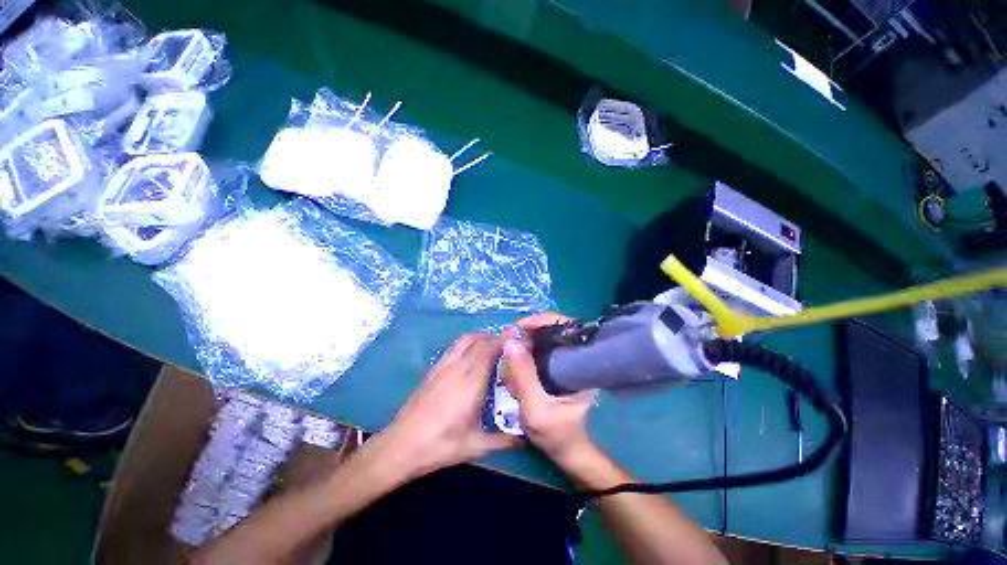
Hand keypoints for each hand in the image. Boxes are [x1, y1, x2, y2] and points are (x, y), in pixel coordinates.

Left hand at [373, 332, 522, 480]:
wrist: (400, 446)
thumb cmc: (439, 445)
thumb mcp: (475, 446)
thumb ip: (504, 440)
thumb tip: (526, 439)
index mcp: (470, 383)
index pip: (489, 350)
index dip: (503, 339)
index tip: (516, 333)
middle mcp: (457, 368)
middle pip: (478, 341)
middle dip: (495, 337)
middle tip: (509, 344)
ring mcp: (442, 367)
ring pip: (464, 340)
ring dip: (480, 337)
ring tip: (491, 345)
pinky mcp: (432, 370)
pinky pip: (454, 347)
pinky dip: (467, 344)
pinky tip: (470, 357)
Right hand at [500, 313, 596, 466]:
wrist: (566, 450)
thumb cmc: (557, 434)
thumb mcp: (536, 409)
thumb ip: (523, 376)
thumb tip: (510, 342)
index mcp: (581, 363)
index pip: (566, 326)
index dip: (542, 321)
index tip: (520, 327)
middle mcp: (575, 357)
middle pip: (550, 331)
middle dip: (526, 339)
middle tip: (509, 352)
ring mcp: (564, 362)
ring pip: (540, 342)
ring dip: (522, 351)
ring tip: (510, 370)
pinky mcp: (555, 368)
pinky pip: (536, 353)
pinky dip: (522, 359)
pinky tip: (514, 375)